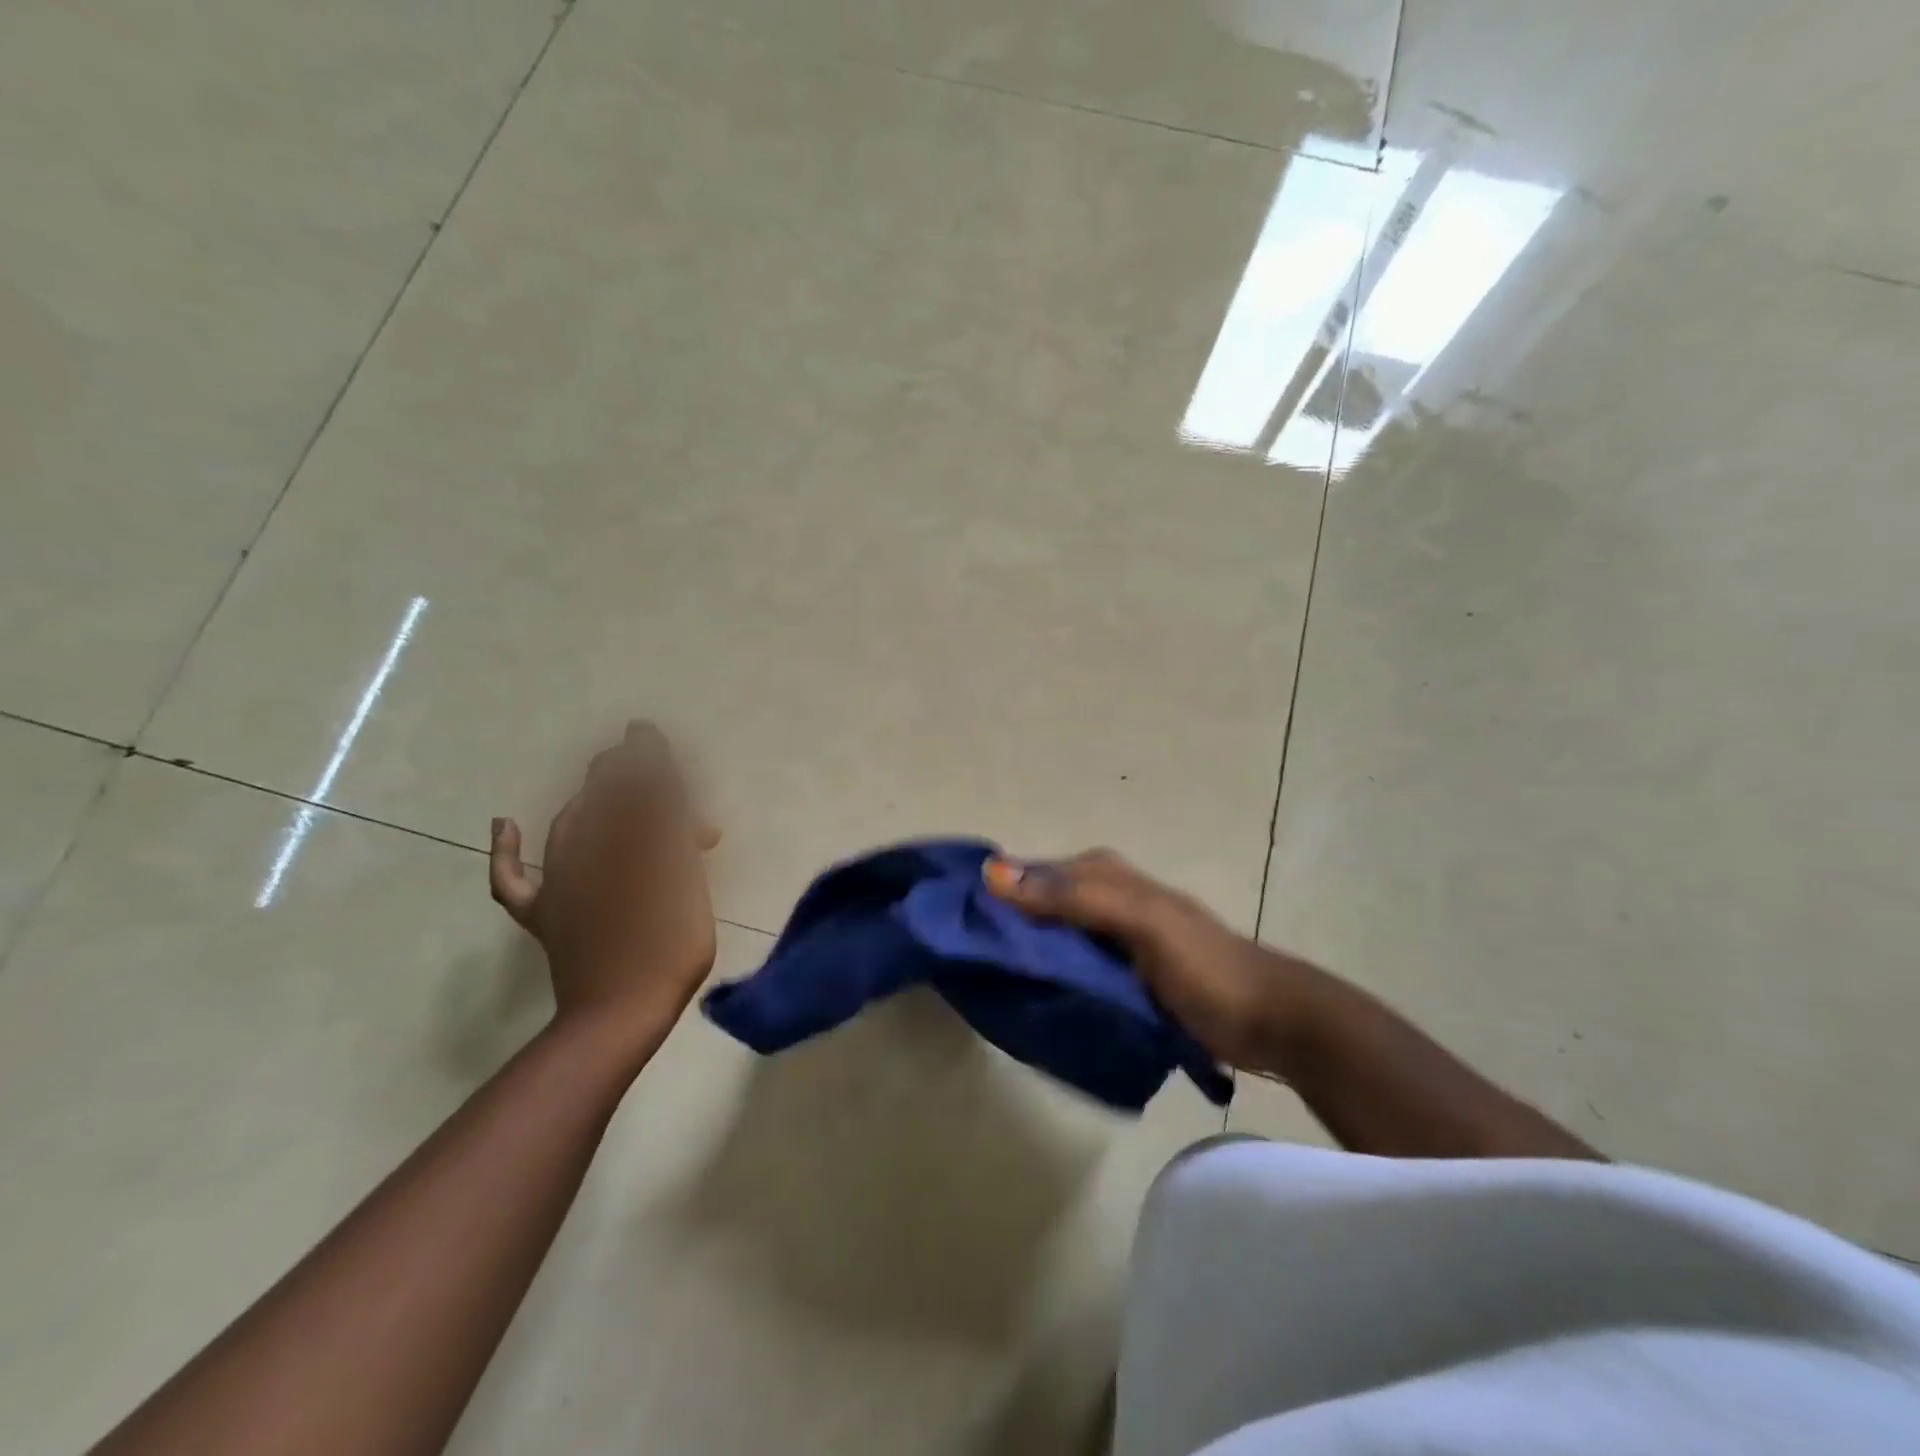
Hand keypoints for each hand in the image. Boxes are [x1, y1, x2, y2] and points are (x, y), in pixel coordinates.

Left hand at [489, 722, 721, 1041]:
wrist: (619, 1011)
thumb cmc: (668, 943)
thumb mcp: (682, 876)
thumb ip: (669, 826)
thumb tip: (658, 782)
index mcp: (628, 841)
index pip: (635, 785)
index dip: (643, 758)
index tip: (646, 734)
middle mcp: (588, 850)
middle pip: (601, 798)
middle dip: (619, 774)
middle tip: (638, 759)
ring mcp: (561, 883)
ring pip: (569, 824)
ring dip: (588, 801)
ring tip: (604, 789)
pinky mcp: (546, 914)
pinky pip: (515, 878)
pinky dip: (506, 851)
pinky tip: (503, 825)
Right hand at [983, 849, 1323, 1074]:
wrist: (1268, 1020)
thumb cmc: (1205, 965)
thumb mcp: (1142, 922)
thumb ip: (1075, 897)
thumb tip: (993, 873)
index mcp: (1104, 874)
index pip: (1030, 873)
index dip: (993, 891)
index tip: (950, 922)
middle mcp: (1102, 897)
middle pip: (1036, 905)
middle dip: (1002, 925)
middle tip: (962, 961)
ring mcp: (1110, 937)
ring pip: (1050, 937)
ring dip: (1023, 954)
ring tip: (983, 982)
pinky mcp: (1119, 973)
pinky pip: (1069, 966)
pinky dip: (1048, 976)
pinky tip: (1027, 997)